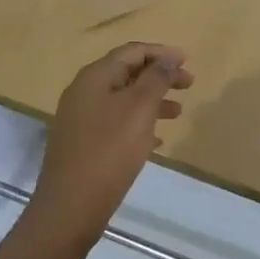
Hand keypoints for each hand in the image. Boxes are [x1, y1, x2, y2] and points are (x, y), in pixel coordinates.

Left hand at [33, 43, 193, 245]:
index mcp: (95, 77)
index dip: (161, 53)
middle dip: (159, 76)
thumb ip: (156, 79)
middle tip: (189, 85)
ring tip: (178, 113)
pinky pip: (116, 123)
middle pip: (127, 73)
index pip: (132, 51)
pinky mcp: (82, 144)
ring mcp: (80, 119)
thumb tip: (167, 59)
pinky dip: (138, 124)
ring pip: (123, 99)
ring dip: (152, 101)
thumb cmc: (109, 151)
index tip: (188, 61)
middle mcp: (84, 92)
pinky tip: (157, 140)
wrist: (70, 207)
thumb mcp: (139, 109)